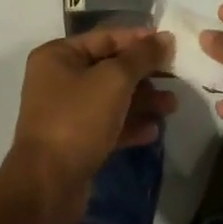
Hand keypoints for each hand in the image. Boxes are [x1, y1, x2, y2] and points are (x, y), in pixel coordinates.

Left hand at [0, 28, 175, 223]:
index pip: (105, 37)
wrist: (47, 186)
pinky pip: (108, 125)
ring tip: (172, 106)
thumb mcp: (113, 80)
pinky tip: (154, 130)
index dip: (139, 39)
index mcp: (58, 55)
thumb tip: (165, 38)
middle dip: (144, 74)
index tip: (170, 44)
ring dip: (142, 100)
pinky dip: (130, 125)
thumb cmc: (77, 119)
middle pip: (110, 68)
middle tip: (176, 78)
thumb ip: (142, 57)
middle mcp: (59, 79)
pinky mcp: (75, 142)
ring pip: (111, 98)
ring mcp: (66, 112)